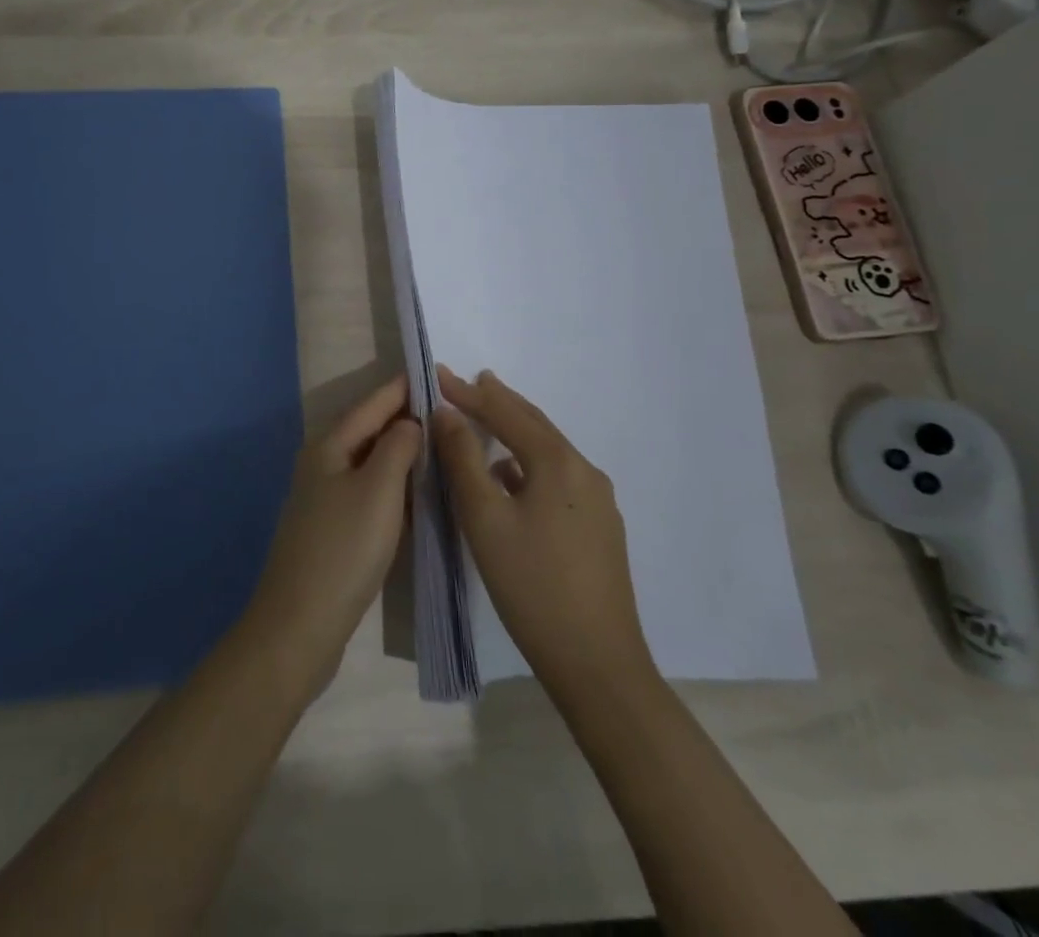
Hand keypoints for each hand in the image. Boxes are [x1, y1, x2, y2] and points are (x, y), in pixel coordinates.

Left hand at [239, 376, 419, 704]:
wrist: (300, 623)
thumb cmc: (344, 548)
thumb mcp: (379, 491)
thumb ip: (396, 447)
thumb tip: (408, 422)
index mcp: (328, 447)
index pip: (371, 405)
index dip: (400, 389)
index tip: (432, 372)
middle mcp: (321, 464)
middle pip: (366, 430)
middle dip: (401, 417)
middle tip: (444, 408)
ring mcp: (322, 498)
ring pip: (367, 461)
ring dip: (398, 451)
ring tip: (436, 443)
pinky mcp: (330, 529)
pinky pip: (366, 490)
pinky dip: (391, 482)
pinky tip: (413, 491)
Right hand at [432, 366, 653, 708]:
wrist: (598, 664)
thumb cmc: (532, 586)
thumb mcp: (484, 518)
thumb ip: (463, 459)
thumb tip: (447, 413)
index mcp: (558, 463)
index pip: (506, 413)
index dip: (469, 393)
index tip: (438, 374)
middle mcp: (585, 471)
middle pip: (534, 424)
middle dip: (499, 401)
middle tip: (469, 382)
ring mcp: (598, 501)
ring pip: (548, 450)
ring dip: (515, 430)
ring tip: (487, 419)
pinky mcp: (600, 527)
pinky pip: (558, 476)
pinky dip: (529, 461)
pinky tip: (512, 476)